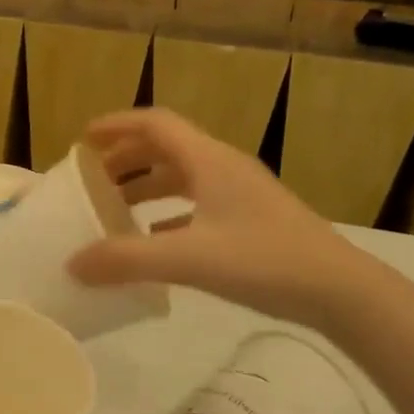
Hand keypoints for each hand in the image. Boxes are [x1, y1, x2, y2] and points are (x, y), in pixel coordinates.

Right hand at [68, 108, 378, 325]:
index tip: (83, 138)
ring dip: (147, 185)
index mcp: (208, 160)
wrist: (341, 290)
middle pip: (166, 147)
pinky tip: (156, 239)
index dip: (117, 125)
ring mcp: (240, 194)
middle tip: (93, 178)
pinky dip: (169, 214)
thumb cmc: (265, 260)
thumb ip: (128, 260)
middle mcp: (223, 167)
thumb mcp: (190, 259)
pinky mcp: (250, 220)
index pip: (156, 123)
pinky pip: (198, 204)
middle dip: (127, 157)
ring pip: (183, 176)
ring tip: (116, 207)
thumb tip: (73, 263)